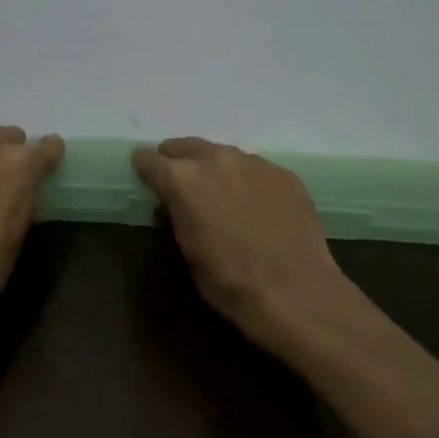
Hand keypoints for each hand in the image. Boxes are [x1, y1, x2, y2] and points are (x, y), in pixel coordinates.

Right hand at [133, 138, 352, 358]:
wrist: (294, 291)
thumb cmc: (229, 281)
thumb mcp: (187, 251)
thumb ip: (177, 216)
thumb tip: (174, 205)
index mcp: (182, 180)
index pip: (150, 160)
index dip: (144, 168)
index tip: (144, 175)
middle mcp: (215, 159)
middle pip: (186, 146)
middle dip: (178, 160)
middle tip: (180, 181)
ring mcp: (254, 163)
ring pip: (223, 155)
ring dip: (215, 169)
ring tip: (221, 193)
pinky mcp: (284, 174)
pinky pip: (256, 170)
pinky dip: (248, 182)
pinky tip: (257, 206)